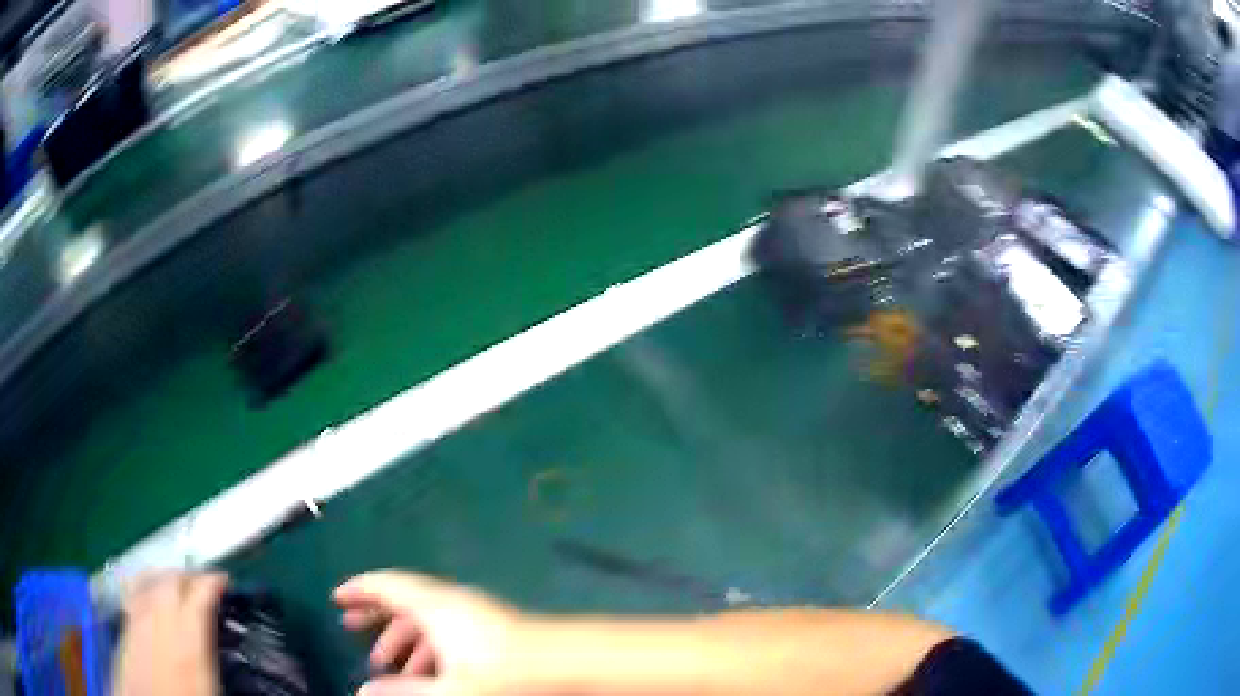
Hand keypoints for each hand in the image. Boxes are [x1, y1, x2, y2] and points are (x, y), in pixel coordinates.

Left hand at [113, 573, 228, 695]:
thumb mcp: (209, 685)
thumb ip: (210, 656)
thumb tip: (225, 646)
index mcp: (185, 636)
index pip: (199, 594)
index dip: (213, 582)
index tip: (224, 581)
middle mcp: (157, 619)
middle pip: (171, 580)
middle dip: (189, 575)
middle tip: (203, 581)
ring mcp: (136, 619)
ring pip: (148, 580)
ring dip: (164, 576)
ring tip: (175, 581)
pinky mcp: (123, 627)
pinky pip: (132, 594)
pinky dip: (143, 587)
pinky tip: (146, 595)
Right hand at [334, 571, 520, 695]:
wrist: (568, 663)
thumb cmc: (503, 675)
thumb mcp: (448, 689)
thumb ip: (403, 692)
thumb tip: (361, 692)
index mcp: (434, 605)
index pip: (386, 585)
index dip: (358, 590)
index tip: (336, 599)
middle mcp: (450, 601)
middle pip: (403, 600)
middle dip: (375, 614)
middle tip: (350, 629)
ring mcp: (473, 611)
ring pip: (426, 618)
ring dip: (403, 638)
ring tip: (386, 666)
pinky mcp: (491, 625)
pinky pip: (446, 628)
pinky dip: (428, 645)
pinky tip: (426, 671)